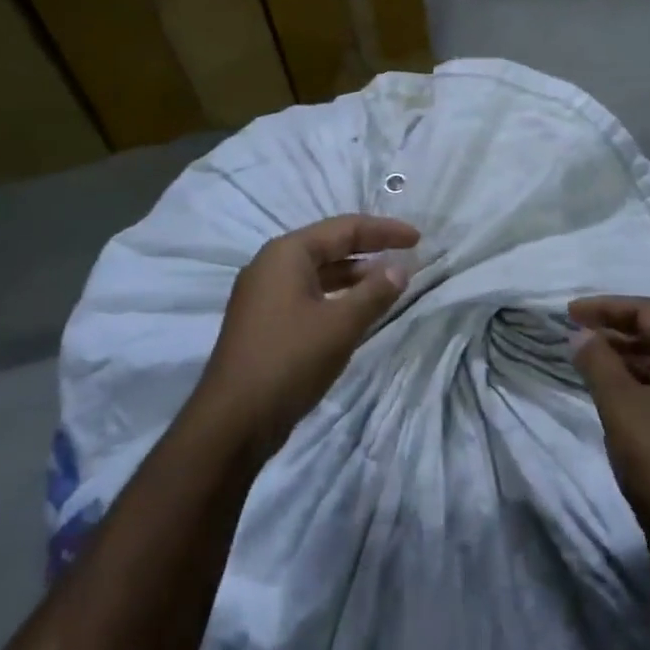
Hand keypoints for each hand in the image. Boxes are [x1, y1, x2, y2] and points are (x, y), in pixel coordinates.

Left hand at [193, 214, 420, 459]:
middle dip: (368, 248)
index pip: (344, 228)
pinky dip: (335, 295)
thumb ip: (374, 293)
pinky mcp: (263, 321)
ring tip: (387, 281)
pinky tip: (355, 310)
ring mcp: (263, 294)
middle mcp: (271, 264)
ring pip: (317, 271)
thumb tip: (401, 268)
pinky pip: (307, 293)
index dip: (383, 231)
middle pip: (328, 245)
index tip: (417, 239)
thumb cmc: (289, 361)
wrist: (232, 421)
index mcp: (287, 253)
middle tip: (405, 254)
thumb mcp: (340, 325)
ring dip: (352, 274)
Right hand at [569, 295, 649, 583]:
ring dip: (628, 360)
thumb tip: (581, 335)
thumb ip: (598, 362)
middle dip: (616, 332)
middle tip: (577, 336)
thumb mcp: (622, 407)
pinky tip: (616, 395)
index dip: (606, 308)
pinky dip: (644, 385)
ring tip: (590, 363)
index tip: (569, 314)